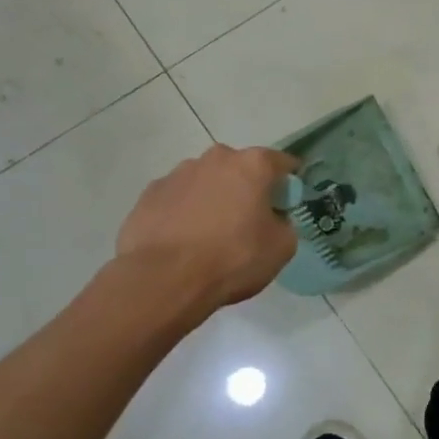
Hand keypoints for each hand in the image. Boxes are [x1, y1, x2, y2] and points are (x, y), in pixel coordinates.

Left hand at [116, 145, 299, 310]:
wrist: (164, 280)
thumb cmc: (233, 258)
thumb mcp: (281, 247)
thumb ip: (284, 224)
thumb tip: (272, 220)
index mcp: (253, 165)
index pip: (282, 162)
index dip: (288, 182)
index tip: (287, 201)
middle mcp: (216, 158)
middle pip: (240, 168)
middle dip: (246, 187)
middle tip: (247, 220)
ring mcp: (178, 173)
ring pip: (206, 181)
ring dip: (213, 198)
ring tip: (209, 234)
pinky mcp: (149, 194)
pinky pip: (177, 198)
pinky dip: (183, 211)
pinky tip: (182, 240)